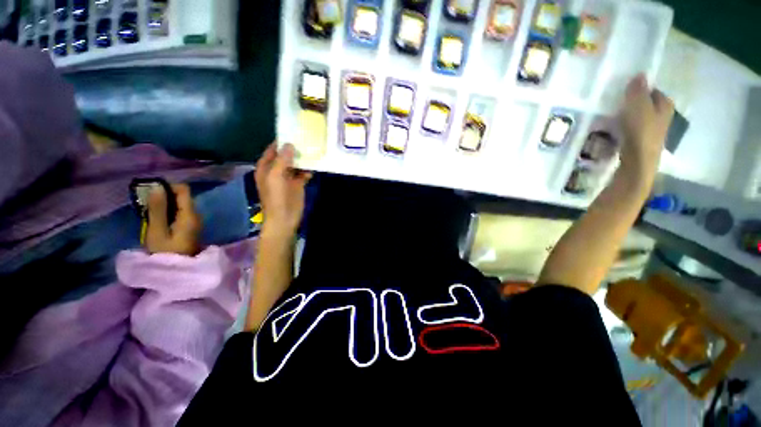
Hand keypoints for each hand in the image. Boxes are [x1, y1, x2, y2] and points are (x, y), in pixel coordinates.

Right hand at [145, 183, 201, 255]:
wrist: (180, 272)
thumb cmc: (166, 253)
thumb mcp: (157, 232)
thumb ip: (158, 210)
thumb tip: (158, 188)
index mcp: (190, 215)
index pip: (184, 190)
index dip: (168, 187)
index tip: (150, 193)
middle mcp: (196, 216)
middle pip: (182, 197)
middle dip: (164, 196)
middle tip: (145, 204)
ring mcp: (195, 222)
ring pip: (180, 206)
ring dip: (165, 205)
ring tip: (147, 212)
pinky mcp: (190, 228)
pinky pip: (180, 214)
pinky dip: (168, 213)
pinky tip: (156, 221)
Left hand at [255, 142, 311, 238]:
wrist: (284, 218)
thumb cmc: (276, 198)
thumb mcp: (275, 177)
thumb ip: (282, 160)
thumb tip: (289, 144)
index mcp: (266, 167)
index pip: (272, 150)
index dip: (281, 141)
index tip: (293, 132)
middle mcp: (276, 170)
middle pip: (285, 156)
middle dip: (294, 149)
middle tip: (307, 139)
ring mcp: (288, 178)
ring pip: (295, 164)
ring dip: (303, 159)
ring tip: (314, 149)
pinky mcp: (298, 184)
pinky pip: (303, 173)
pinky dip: (308, 169)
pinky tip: (316, 165)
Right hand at [619, 74, 674, 182]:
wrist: (639, 161)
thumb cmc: (641, 130)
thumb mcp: (638, 105)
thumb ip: (638, 90)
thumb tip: (640, 74)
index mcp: (665, 105)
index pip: (655, 91)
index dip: (643, 89)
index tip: (628, 91)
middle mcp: (664, 117)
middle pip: (650, 105)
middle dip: (638, 103)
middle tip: (621, 103)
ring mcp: (655, 132)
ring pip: (643, 118)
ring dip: (632, 116)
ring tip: (617, 117)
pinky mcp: (644, 143)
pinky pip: (636, 130)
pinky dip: (629, 128)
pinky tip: (619, 131)